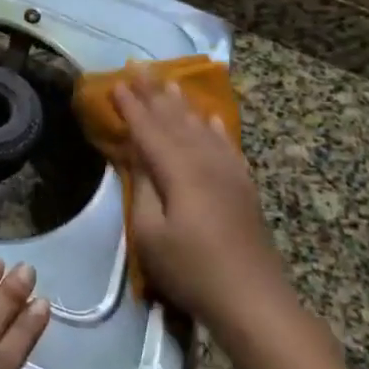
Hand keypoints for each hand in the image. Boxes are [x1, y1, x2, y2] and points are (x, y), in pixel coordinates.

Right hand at [115, 78, 285, 325]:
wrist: (253, 300)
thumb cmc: (192, 270)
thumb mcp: (151, 234)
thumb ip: (144, 188)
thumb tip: (138, 155)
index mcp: (179, 171)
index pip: (149, 129)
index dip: (131, 106)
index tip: (115, 82)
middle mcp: (205, 161)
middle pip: (175, 120)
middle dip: (154, 93)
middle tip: (138, 67)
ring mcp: (229, 172)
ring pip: (200, 126)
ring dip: (182, 103)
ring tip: (168, 81)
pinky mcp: (243, 186)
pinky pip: (226, 144)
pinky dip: (215, 127)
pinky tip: (210, 118)